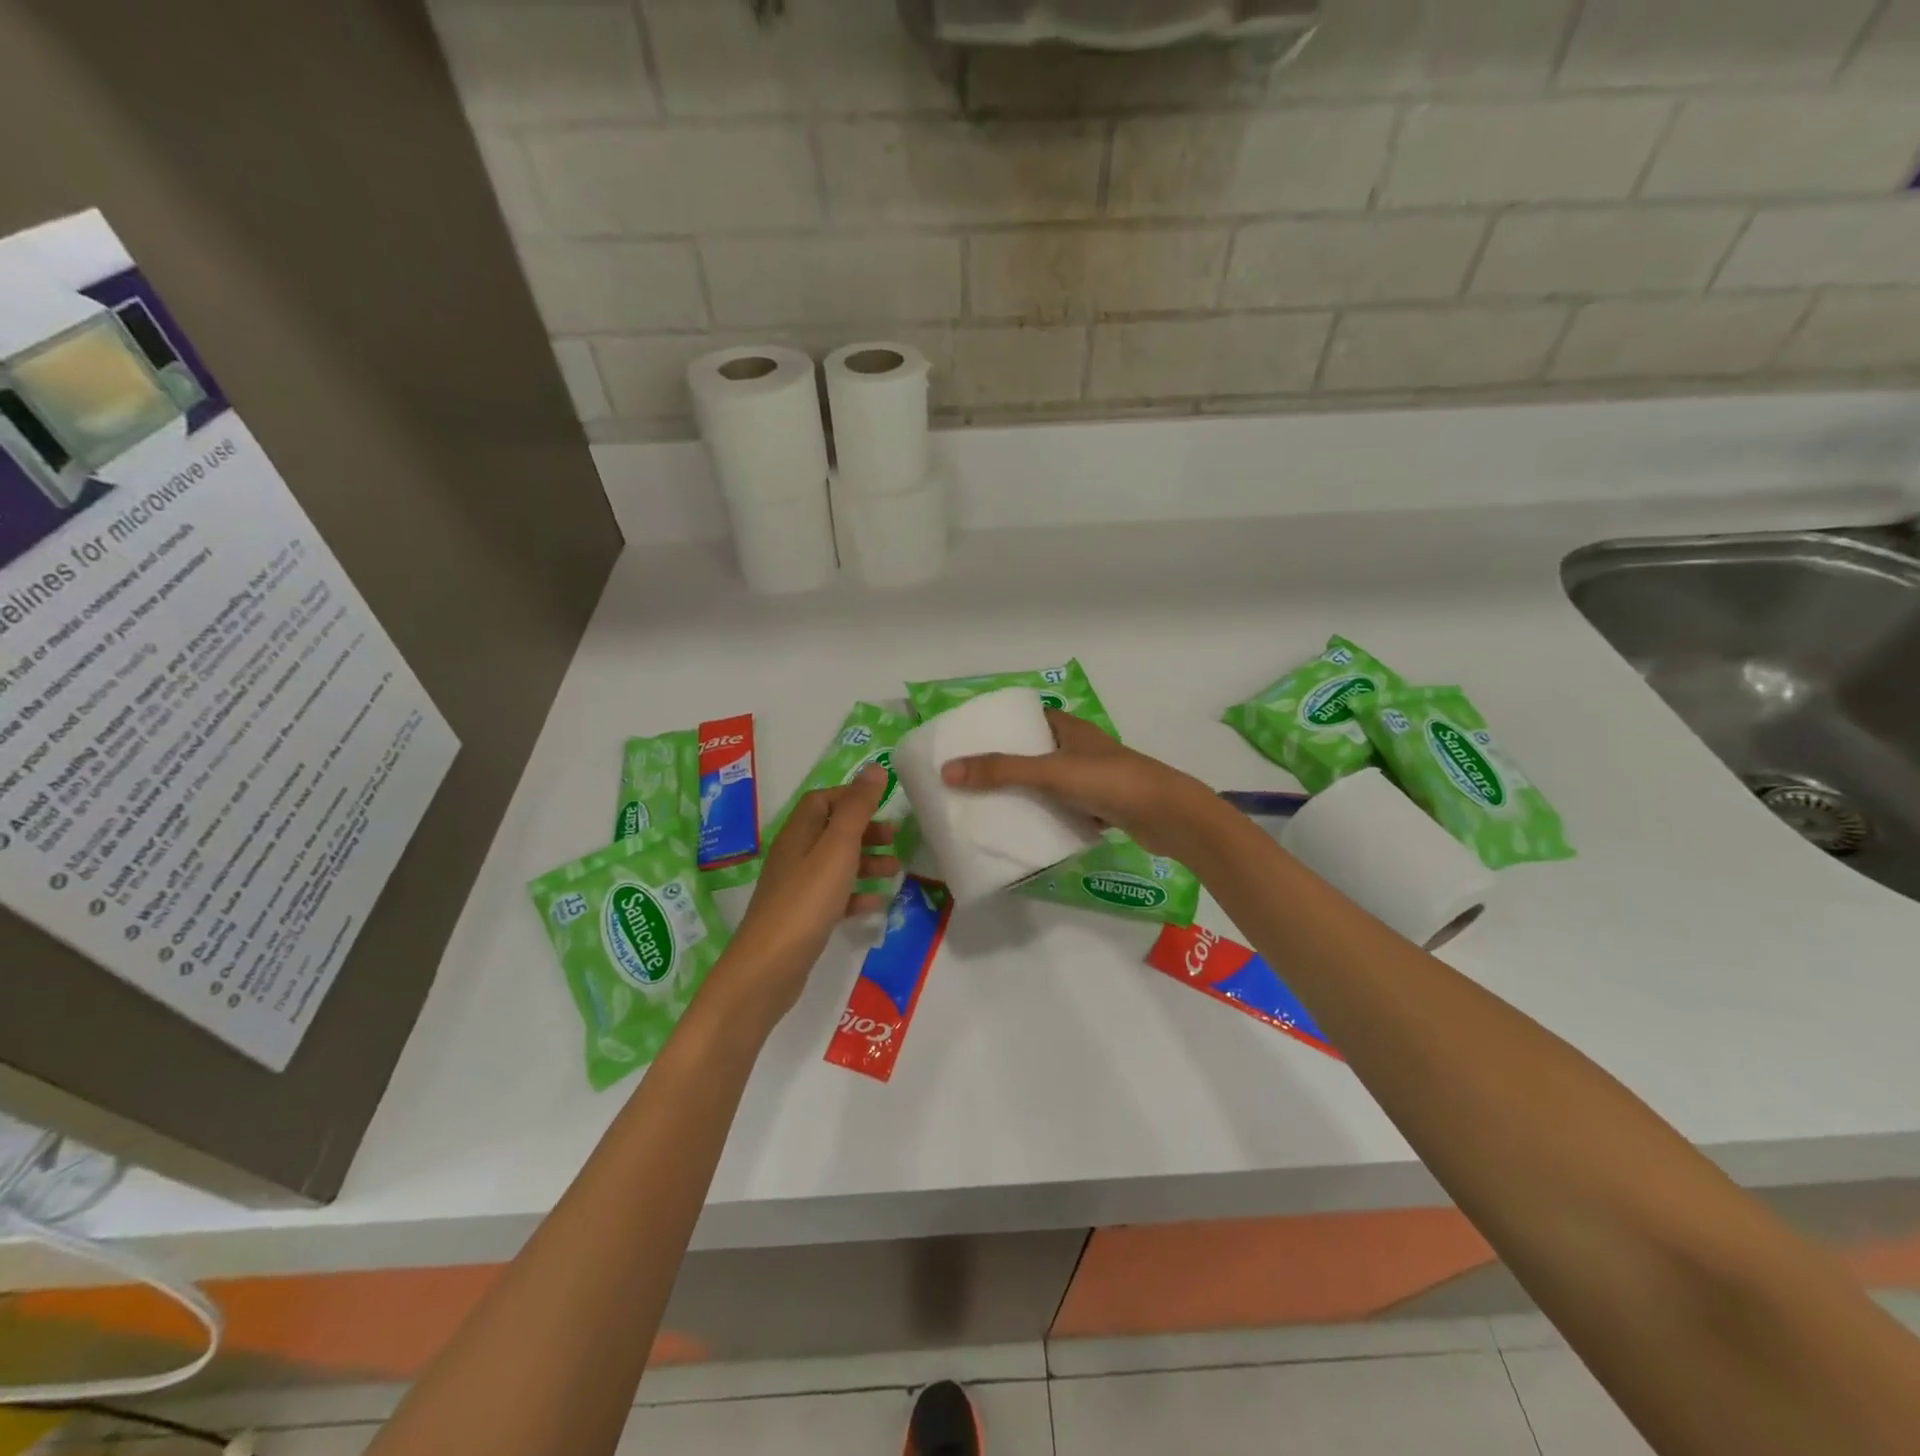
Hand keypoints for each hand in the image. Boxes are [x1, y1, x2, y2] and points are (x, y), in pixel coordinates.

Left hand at [706, 765, 895, 1029]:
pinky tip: (877, 904)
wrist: (769, 967)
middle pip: (831, 831)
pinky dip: (856, 895)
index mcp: (798, 833)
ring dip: (866, 862)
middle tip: (895, 838)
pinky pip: (834, 896)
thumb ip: (858, 808)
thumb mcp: (838, 848)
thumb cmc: (806, 900)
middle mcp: (794, 855)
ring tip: (896, 871)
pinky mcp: (803, 917)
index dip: (851, 798)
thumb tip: (874, 768)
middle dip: (865, 831)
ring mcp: (797, 888)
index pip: (822, 800)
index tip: (883, 806)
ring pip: (836, 864)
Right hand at [940, 710, 1212, 856]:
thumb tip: (947, 771)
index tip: (971, 740)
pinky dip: (1048, 815)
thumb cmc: (1109, 781)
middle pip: (1036, 751)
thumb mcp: (1050, 772)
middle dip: (1008, 763)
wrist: (1168, 816)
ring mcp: (1094, 778)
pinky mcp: (1104, 806)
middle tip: (972, 778)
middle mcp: (1081, 748)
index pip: (1030, 718)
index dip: (1002, 725)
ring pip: (1050, 781)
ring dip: (1026, 791)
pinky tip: (1027, 828)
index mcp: (1070, 728)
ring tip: (989, 805)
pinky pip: (1066, 807)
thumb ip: (1001, 771)